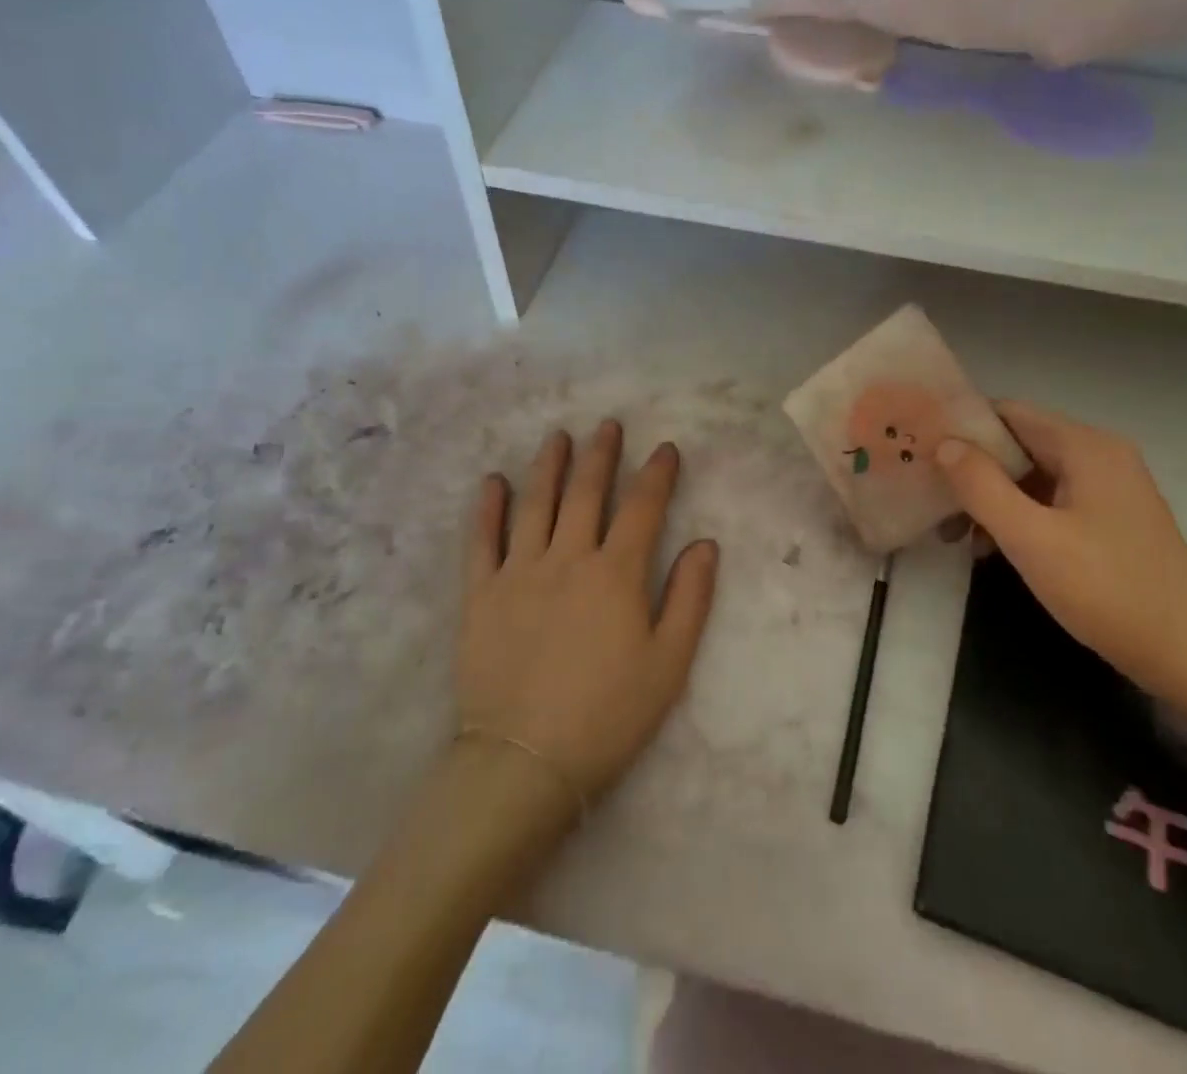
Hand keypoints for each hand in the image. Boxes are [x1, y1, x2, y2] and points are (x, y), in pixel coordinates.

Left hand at [457, 421, 719, 810]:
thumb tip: (705, 543)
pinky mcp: (480, 594)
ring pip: (535, 504)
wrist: (525, 761)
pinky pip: (482, 540)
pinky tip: (493, 482)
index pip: (642, 508)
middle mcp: (567, 558)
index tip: (665, 448)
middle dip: (600, 455)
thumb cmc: (607, 715)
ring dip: (548, 466)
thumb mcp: (669, 664)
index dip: (657, 474)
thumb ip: (691, 598)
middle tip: (608, 426)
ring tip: (557, 437)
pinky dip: (487, 508)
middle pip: (586, 493)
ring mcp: (518, 572)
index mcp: (616, 574)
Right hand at [935, 401, 1186, 707]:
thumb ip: (982, 486)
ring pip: (1030, 477)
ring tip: (948, 529)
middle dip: (970, 467)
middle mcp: (1098, 456)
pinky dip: (1016, 517)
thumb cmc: (1111, 591)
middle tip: (925, 492)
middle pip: (1018, 444)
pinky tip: (987, 547)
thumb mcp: (1033, 539)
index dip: (962, 425)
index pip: (1009, 413)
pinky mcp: (1109, 522)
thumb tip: (944, 444)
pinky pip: (1049, 503)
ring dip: (989, 496)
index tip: (919, 445)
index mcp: (1085, 447)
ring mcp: (1107, 491)